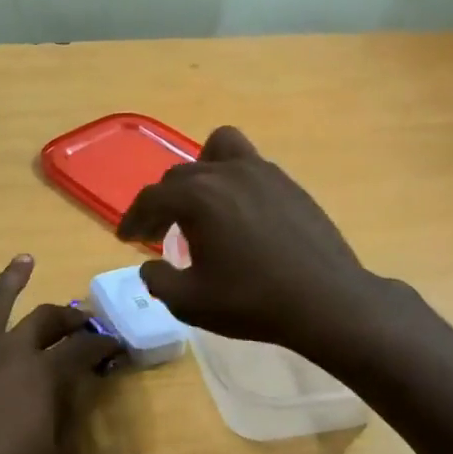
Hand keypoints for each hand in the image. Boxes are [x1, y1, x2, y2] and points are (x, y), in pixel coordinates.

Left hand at [0, 255, 121, 453]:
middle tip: (81, 319)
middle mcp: (8, 349)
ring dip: (13, 279)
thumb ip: (69, 425)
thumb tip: (74, 399)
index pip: (83, 349)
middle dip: (68, 316)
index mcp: (42, 373)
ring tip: (24, 262)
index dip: (103, 345)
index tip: (114, 345)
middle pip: (44, 318)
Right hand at [116, 126, 376, 356]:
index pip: (152, 198)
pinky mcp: (289, 184)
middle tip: (158, 233)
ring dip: (200, 175)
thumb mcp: (190, 302)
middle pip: (180, 175)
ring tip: (201, 205)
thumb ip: (158, 281)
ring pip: (219, 151)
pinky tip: (239, 216)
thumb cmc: (252, 302)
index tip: (126, 238)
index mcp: (197, 196)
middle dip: (163, 202)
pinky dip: (232, 181)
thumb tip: (150, 267)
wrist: (326, 301)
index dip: (133, 218)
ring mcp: (263, 172)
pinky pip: (249, 166)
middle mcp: (227, 172)